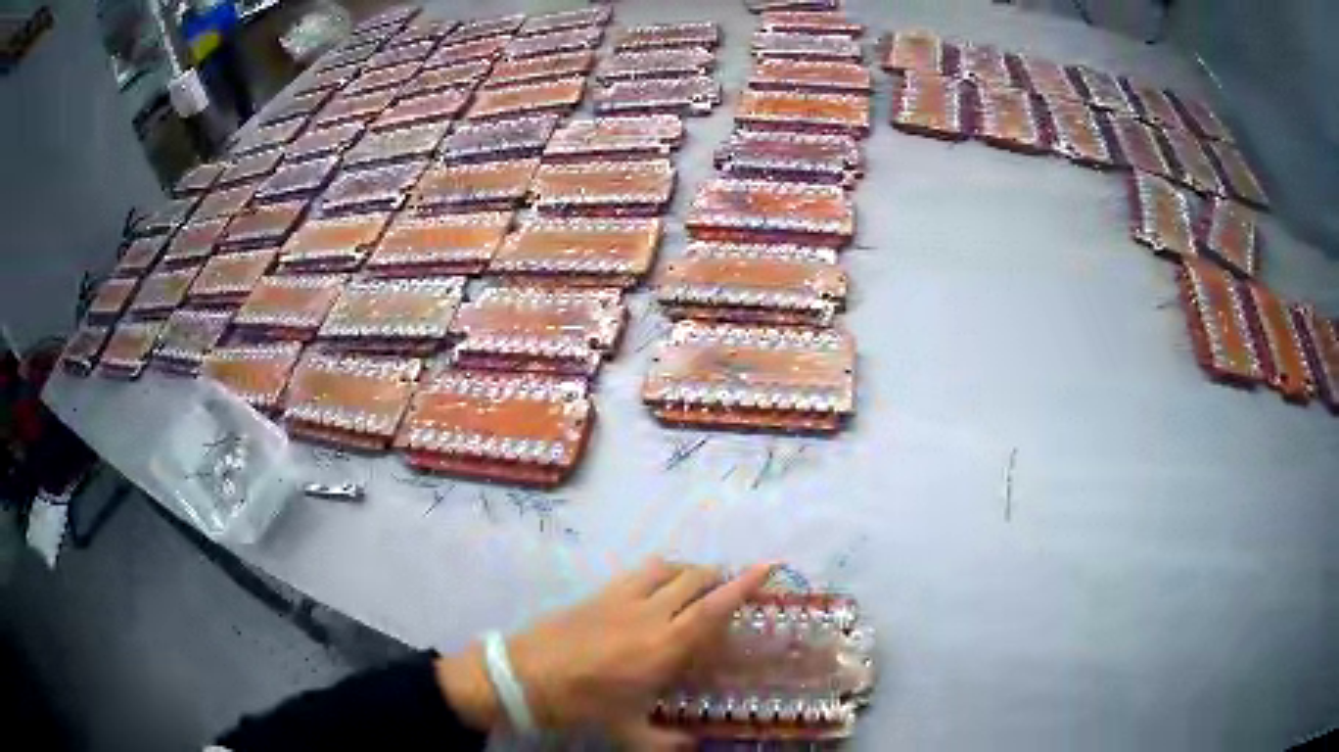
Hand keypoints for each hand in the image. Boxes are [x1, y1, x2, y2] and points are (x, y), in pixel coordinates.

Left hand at [439, 559, 774, 749]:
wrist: (521, 676)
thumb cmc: (580, 705)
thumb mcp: (627, 731)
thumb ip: (667, 742)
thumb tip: (695, 746)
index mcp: (665, 647)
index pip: (715, 609)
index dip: (744, 585)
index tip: (767, 566)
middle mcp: (650, 614)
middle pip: (696, 579)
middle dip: (719, 579)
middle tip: (729, 593)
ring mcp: (621, 598)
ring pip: (668, 568)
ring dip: (689, 571)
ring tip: (695, 587)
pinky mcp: (598, 593)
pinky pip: (638, 572)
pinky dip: (658, 572)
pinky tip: (654, 590)